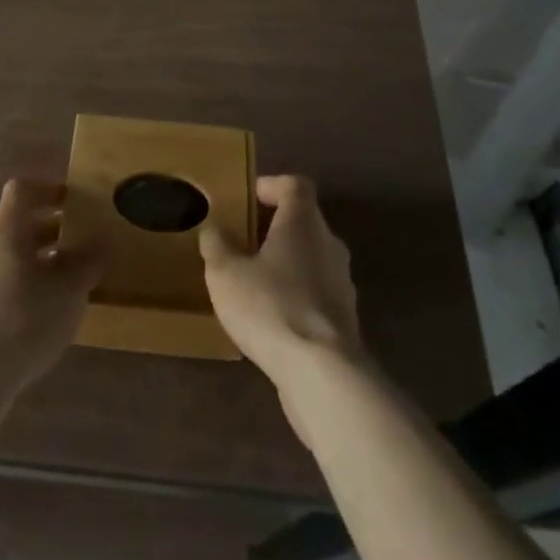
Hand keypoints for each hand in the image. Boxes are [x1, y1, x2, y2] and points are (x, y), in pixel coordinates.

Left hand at [0, 179, 103, 409]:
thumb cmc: (23, 319)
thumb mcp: (70, 291)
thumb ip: (89, 262)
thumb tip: (104, 239)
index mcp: (6, 232)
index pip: (21, 191)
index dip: (47, 189)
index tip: (71, 200)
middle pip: (16, 229)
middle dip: (49, 235)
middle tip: (78, 248)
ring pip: (7, 264)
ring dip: (35, 269)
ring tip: (63, 292)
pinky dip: (19, 298)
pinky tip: (37, 325)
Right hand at [200, 175, 365, 386]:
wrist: (324, 374)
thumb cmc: (272, 306)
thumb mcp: (226, 273)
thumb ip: (217, 245)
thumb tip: (213, 227)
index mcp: (303, 221)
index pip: (295, 185)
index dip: (271, 185)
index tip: (248, 198)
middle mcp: (329, 244)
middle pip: (304, 221)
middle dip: (275, 227)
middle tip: (243, 240)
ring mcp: (342, 283)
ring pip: (312, 258)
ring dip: (286, 263)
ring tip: (254, 280)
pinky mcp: (345, 320)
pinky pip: (317, 292)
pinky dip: (297, 294)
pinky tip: (272, 317)